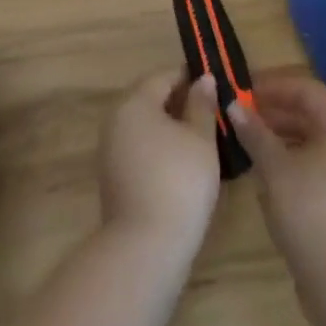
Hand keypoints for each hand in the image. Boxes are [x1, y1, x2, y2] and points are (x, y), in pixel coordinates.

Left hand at [99, 70, 221, 255]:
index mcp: (135, 103)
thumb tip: (203, 79)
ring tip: (202, 138)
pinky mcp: (113, 179)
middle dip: (181, 102)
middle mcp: (116, 120)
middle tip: (212, 112)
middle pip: (151, 99)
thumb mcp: (201, 139)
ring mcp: (110, 151)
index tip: (215, 84)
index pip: (164, 76)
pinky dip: (160, 148)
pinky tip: (182, 165)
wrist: (144, 250)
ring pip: (145, 126)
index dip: (190, 76)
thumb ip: (202, 104)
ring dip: (171, 127)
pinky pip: (139, 149)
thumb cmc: (178, 182)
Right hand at [229, 71, 325, 286]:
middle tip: (240, 117)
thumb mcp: (275, 169)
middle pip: (309, 113)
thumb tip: (233, 106)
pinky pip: (316, 164)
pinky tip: (266, 175)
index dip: (272, 86)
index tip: (241, 91)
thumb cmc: (312, 213)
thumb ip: (254, 133)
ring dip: (280, 137)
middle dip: (273, 112)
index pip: (304, 88)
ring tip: (248, 144)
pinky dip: (292, 161)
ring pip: (312, 140)